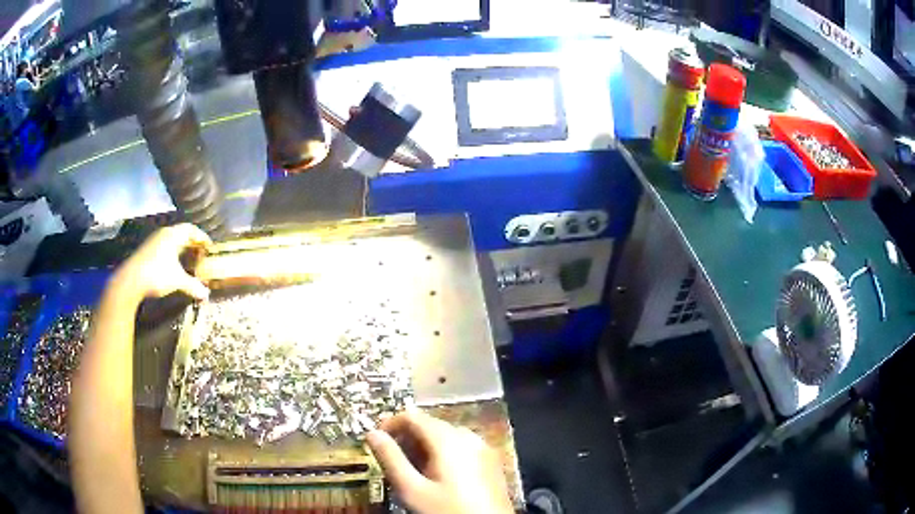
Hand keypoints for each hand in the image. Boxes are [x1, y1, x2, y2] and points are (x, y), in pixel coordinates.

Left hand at [112, 224, 211, 301]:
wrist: (130, 280)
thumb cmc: (157, 275)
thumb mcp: (177, 281)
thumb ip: (193, 285)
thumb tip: (207, 295)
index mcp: (173, 234)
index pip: (192, 229)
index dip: (202, 237)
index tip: (209, 247)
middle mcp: (164, 234)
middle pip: (182, 234)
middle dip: (193, 244)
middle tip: (201, 255)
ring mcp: (154, 241)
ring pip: (172, 241)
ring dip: (182, 250)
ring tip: (189, 262)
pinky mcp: (147, 251)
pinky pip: (165, 248)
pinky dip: (173, 255)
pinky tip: (174, 267)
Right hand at [367, 410, 513, 513]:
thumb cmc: (447, 511)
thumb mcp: (412, 490)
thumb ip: (391, 459)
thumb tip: (372, 434)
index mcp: (448, 439)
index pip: (413, 417)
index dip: (390, 424)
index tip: (376, 441)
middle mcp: (468, 437)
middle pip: (430, 425)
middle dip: (406, 438)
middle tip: (391, 460)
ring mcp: (483, 448)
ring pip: (446, 437)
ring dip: (424, 447)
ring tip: (411, 470)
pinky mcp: (491, 461)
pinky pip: (461, 447)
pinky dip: (443, 454)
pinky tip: (436, 476)